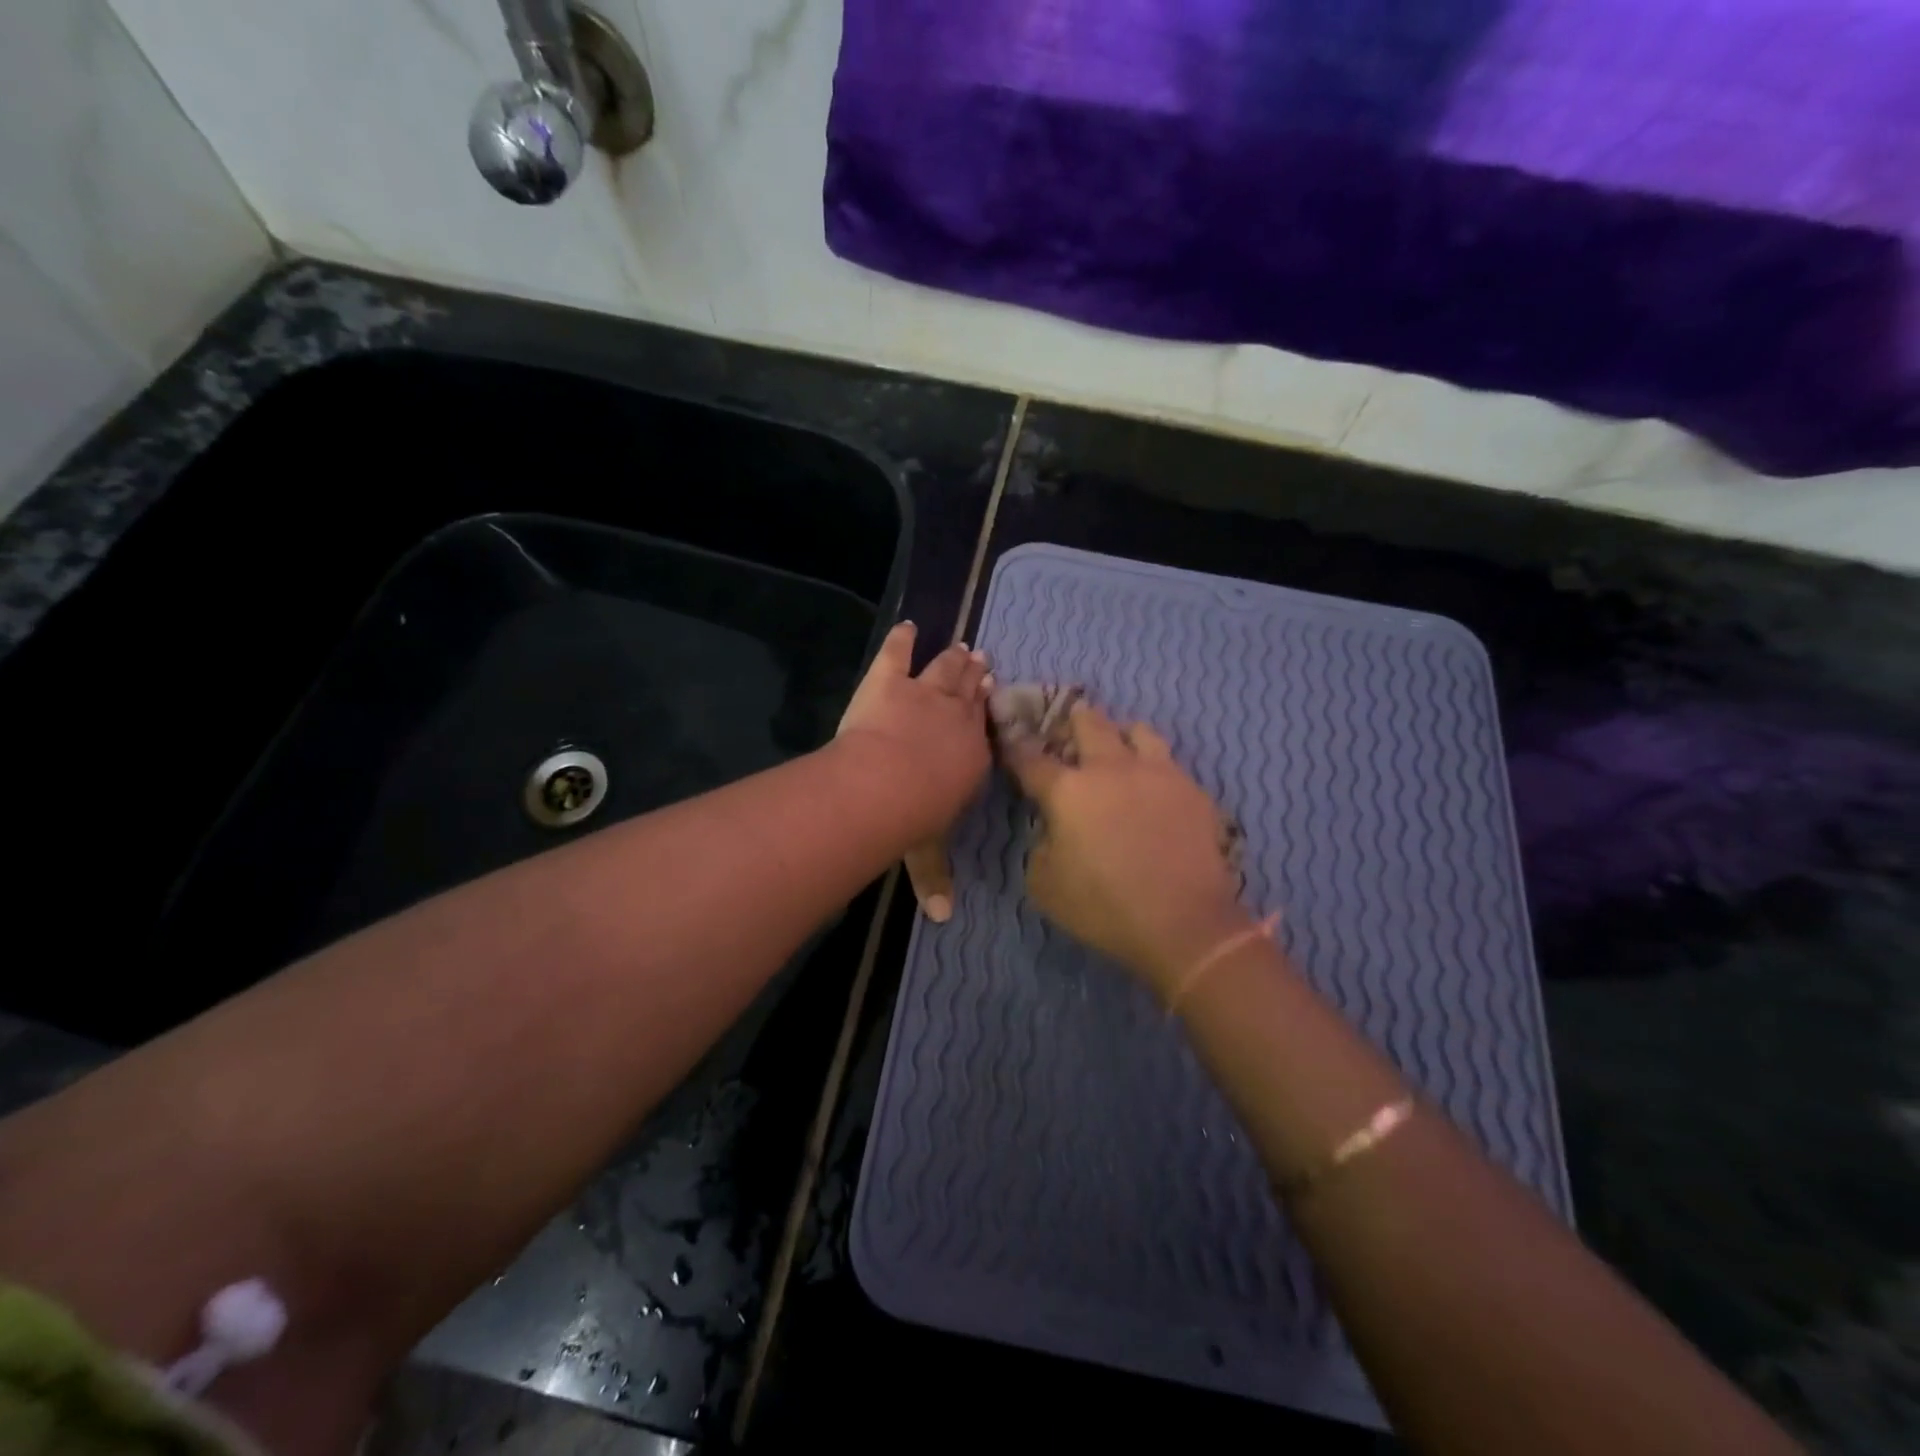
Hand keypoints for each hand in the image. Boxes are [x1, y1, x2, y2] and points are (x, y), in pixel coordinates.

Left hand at [837, 621, 993, 920]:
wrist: (886, 783)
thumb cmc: (913, 819)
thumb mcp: (928, 851)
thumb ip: (936, 879)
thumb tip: (944, 919)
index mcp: (972, 756)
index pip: (984, 731)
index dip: (988, 714)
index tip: (993, 699)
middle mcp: (957, 720)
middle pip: (970, 694)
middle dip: (977, 678)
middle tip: (984, 661)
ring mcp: (925, 695)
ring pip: (945, 671)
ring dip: (954, 659)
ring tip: (963, 647)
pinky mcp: (890, 681)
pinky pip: (898, 654)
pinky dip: (902, 639)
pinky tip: (907, 626)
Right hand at [1003, 703, 1250, 993]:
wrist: (1184, 923)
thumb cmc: (1104, 907)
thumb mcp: (1044, 886)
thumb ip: (1041, 846)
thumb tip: (1054, 829)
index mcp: (1068, 790)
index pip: (1032, 760)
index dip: (1017, 750)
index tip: (1012, 744)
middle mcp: (1111, 769)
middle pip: (1088, 723)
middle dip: (1072, 722)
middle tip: (1069, 735)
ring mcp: (1157, 773)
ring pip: (1137, 731)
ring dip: (1121, 736)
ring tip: (1119, 754)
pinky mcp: (1193, 790)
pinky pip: (1170, 764)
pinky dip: (1155, 770)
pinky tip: (1155, 792)